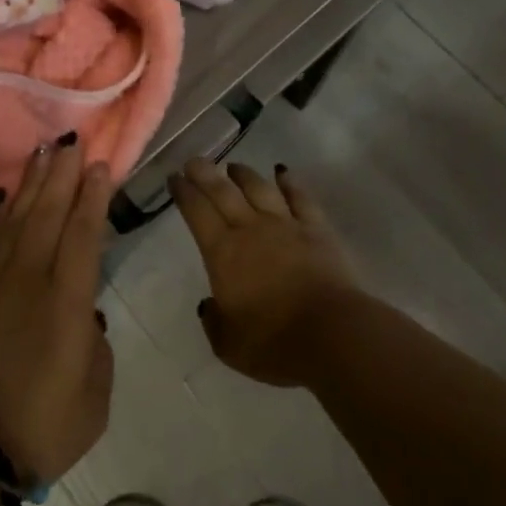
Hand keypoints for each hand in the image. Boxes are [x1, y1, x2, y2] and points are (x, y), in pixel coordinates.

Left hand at [0, 142, 114, 483]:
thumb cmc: (40, 428)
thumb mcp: (93, 397)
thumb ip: (94, 346)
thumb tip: (82, 316)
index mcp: (65, 302)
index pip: (82, 235)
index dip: (92, 198)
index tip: (99, 166)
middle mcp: (27, 279)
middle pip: (47, 214)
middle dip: (61, 175)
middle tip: (71, 141)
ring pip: (15, 219)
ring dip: (30, 184)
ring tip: (42, 153)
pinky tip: (2, 196)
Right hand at [168, 158, 359, 386]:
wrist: (332, 335)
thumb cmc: (273, 342)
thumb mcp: (228, 344)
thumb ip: (214, 321)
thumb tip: (209, 304)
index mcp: (222, 253)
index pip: (196, 212)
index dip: (183, 193)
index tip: (174, 178)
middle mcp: (250, 229)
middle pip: (223, 191)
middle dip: (205, 173)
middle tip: (194, 161)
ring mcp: (286, 225)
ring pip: (259, 188)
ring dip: (243, 174)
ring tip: (233, 166)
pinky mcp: (317, 230)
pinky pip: (300, 198)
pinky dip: (290, 181)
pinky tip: (283, 171)